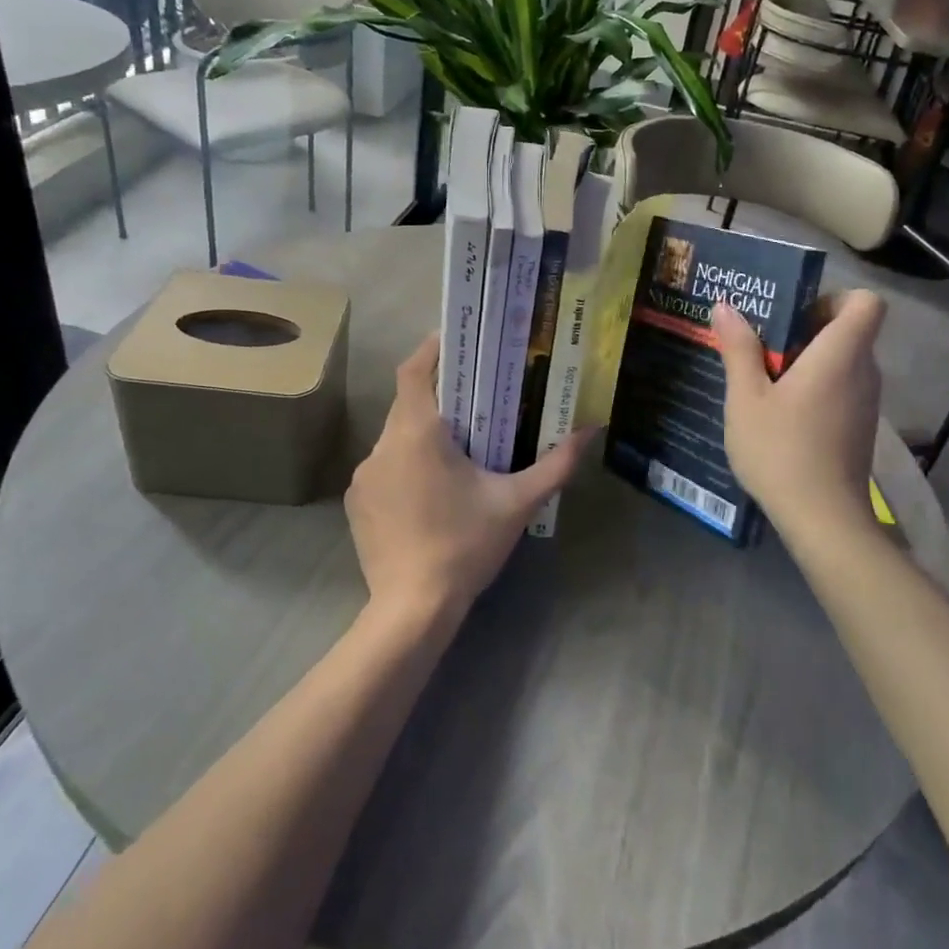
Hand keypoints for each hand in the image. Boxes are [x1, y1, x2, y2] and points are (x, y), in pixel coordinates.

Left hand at [345, 334, 593, 620]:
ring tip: (458, 449)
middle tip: (476, 399)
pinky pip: (384, 468)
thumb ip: (556, 463)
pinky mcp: (356, 503)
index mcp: (417, 433)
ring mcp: (364, 476)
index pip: (414, 370)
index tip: (456, 339)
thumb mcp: (517, 503)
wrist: (412, 609)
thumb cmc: (465, 545)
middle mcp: (382, 445)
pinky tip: (431, 492)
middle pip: (408, 403)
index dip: (432, 348)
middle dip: (439, 396)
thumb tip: (591, 428)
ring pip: (395, 437)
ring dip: (423, 434)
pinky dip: (406, 465)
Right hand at [712, 291, 885, 533]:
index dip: (834, 298)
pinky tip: (780, 412)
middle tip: (763, 344)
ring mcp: (866, 402)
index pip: (866, 302)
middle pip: (849, 330)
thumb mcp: (746, 398)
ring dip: (808, 361)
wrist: (823, 519)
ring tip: (763, 378)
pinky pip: (841, 389)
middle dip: (806, 329)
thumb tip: (726, 306)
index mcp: (841, 354)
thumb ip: (739, 348)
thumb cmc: (781, 450)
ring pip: (843, 362)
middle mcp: (864, 372)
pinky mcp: (860, 427)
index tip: (796, 315)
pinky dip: (816, 388)